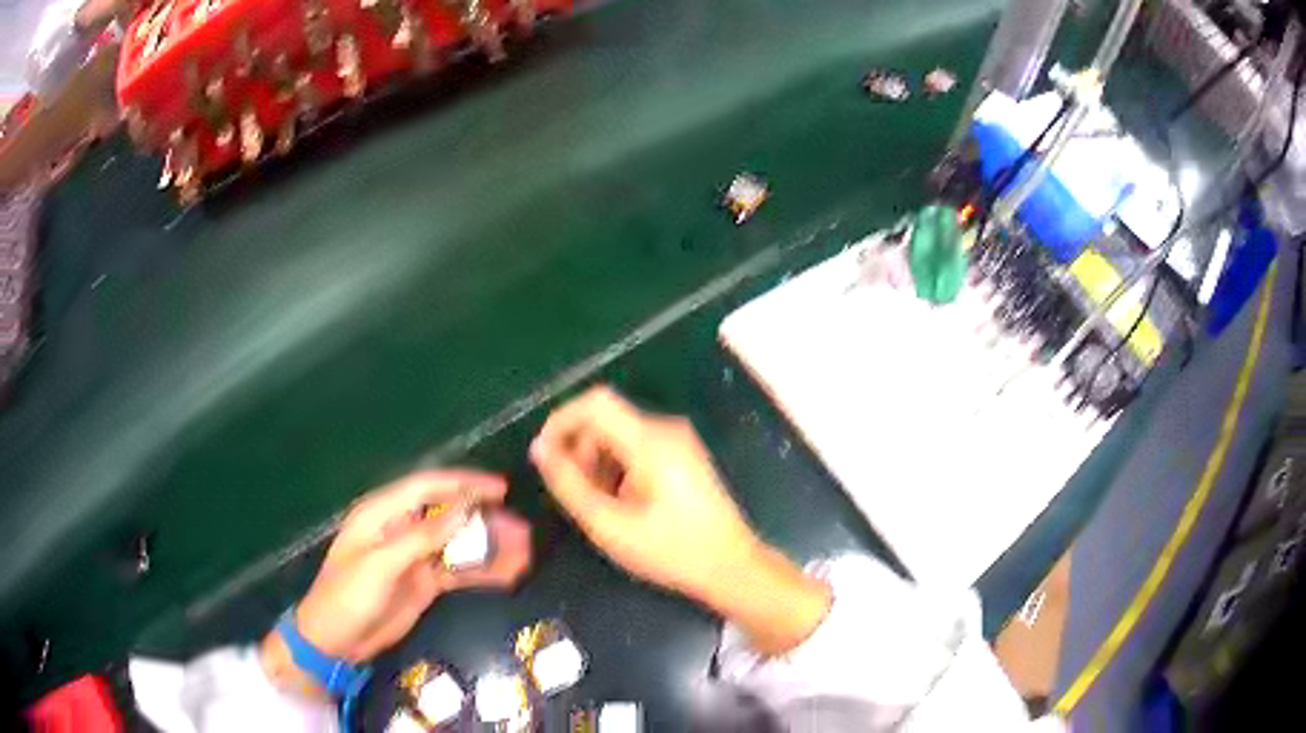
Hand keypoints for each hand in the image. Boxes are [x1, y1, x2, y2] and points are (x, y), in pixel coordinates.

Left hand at [261, 470, 530, 697]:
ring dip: (489, 547)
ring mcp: (414, 558)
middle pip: (448, 516)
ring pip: (458, 544)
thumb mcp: (381, 564)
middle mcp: (401, 529)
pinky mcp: (423, 583)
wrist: (336, 641)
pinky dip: (482, 572)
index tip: (499, 490)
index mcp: (382, 513)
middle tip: (522, 530)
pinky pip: (458, 571)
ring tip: (525, 553)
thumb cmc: (348, 595)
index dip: (463, 484)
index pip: (427, 487)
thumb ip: (422, 536)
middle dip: (485, 520)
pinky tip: (509, 574)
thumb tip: (464, 508)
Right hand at [530, 387, 830, 654]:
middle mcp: (666, 429)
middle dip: (579, 450)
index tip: (543, 457)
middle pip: (606, 419)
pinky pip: (637, 447)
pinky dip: (617, 467)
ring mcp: (679, 441)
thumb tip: (540, 449)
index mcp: (650, 440)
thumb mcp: (609, 524)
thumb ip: (569, 484)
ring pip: (619, 434)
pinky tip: (620, 503)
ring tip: (598, 505)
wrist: (732, 566)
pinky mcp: (683, 455)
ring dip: (597, 462)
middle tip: (574, 494)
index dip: (561, 421)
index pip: (594, 402)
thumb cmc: (671, 551)